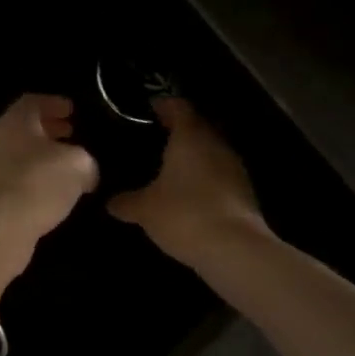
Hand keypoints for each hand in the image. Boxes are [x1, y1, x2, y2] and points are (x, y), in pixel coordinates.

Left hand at [0, 94, 99, 247]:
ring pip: (18, 154)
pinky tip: (49, 195)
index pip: (34, 101)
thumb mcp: (78, 165)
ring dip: (41, 158)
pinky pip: (14, 180)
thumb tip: (86, 172)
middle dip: (49, 130)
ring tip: (65, 169)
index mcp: (15, 121)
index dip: (54, 103)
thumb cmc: (37, 184)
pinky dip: (32, 180)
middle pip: (24, 128)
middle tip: (72, 135)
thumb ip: (86, 161)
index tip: (72, 111)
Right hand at [108, 98, 267, 264]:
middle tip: (153, 140)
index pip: (178, 107)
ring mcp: (234, 167)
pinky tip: (188, 193)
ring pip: (210, 151)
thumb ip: (127, 202)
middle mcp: (215, 144)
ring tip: (168, 167)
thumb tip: (111, 202)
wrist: (235, 249)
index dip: (162, 106)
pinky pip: (218, 174)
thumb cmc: (184, 215)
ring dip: (193, 156)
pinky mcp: (244, 191)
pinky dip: (204, 177)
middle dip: (177, 131)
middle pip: (197, 127)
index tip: (148, 110)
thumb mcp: (145, 210)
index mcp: (190, 137)